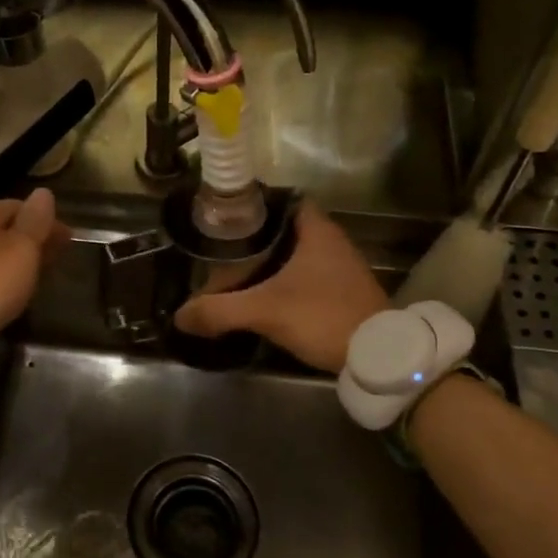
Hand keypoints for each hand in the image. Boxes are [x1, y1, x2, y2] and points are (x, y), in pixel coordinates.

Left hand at [0, 189, 69, 352]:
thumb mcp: (22, 251)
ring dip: (16, 255)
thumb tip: (43, 193)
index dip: (49, 223)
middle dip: (33, 239)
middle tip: (54, 260)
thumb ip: (36, 220)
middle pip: (7, 225)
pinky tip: (6, 284)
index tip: (68, 243)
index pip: (24, 207)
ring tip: (34, 274)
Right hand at [174, 203, 387, 373]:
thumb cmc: (323, 316)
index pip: (282, 200)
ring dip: (268, 263)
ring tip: (234, 274)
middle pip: (284, 230)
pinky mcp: (343, 292)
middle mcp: (331, 242)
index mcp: (317, 230)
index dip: (254, 206)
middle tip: (221, 250)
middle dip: (253, 240)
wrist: (378, 356)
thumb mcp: (265, 311)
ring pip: (295, 255)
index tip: (226, 218)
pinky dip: (283, 282)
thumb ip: (219, 310)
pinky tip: (262, 296)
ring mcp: (341, 268)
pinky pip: (305, 276)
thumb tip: (180, 315)